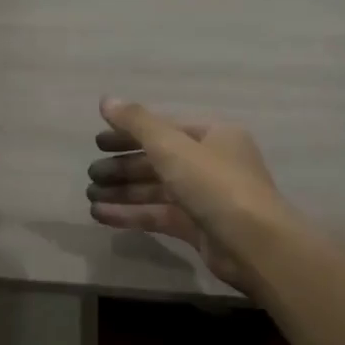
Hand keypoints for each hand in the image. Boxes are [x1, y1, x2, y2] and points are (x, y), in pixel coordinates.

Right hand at [86, 97, 292, 290]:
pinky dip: (132, 214)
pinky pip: (159, 215)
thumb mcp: (172, 147)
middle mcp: (212, 163)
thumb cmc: (214, 184)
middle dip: (123, 166)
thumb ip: (137, 123)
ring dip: (123, 191)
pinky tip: (102, 216)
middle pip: (159, 160)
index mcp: (214, 135)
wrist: (254, 244)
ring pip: (157, 189)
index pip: (165, 128)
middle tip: (91, 173)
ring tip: (90, 196)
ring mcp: (205, 197)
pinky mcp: (198, 228)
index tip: (97, 141)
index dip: (129, 133)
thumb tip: (106, 100)